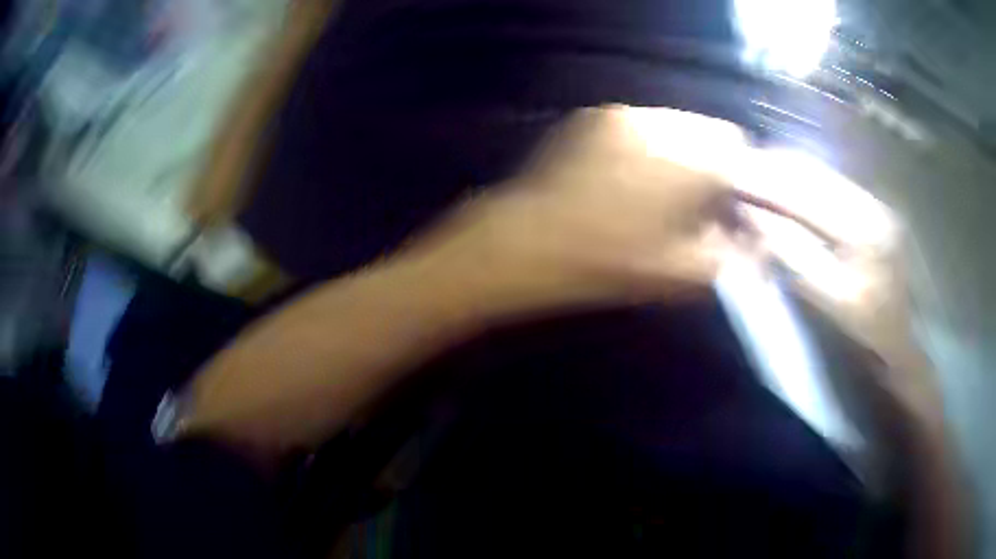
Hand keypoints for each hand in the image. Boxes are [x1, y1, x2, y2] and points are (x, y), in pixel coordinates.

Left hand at [401, 106, 746, 315]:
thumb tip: (751, 242)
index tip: (729, 205)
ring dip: (682, 151)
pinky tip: (627, 175)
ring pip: (676, 124)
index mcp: (690, 159)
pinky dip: (650, 144)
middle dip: (712, 162)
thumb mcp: (678, 274)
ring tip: (658, 189)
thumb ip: (727, 255)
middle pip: (709, 131)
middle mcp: (662, 123)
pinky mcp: (595, 116)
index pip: (738, 149)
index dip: (740, 178)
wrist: (525, 242)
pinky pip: (642, 123)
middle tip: (695, 200)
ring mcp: (624, 114)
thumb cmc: (606, 263)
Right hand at [741, 153, 943, 428]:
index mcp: (865, 232)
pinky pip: (835, 185)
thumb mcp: (828, 301)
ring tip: (758, 173)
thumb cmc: (864, 332)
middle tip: (739, 170)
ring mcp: (877, 203)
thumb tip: (754, 217)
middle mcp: (874, 205)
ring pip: (825, 174)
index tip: (733, 177)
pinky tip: (789, 185)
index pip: (808, 196)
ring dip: (789, 172)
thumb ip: (792, 255)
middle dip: (776, 169)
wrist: (900, 342)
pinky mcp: (876, 208)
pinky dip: (808, 182)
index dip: (769, 185)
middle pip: (817, 174)